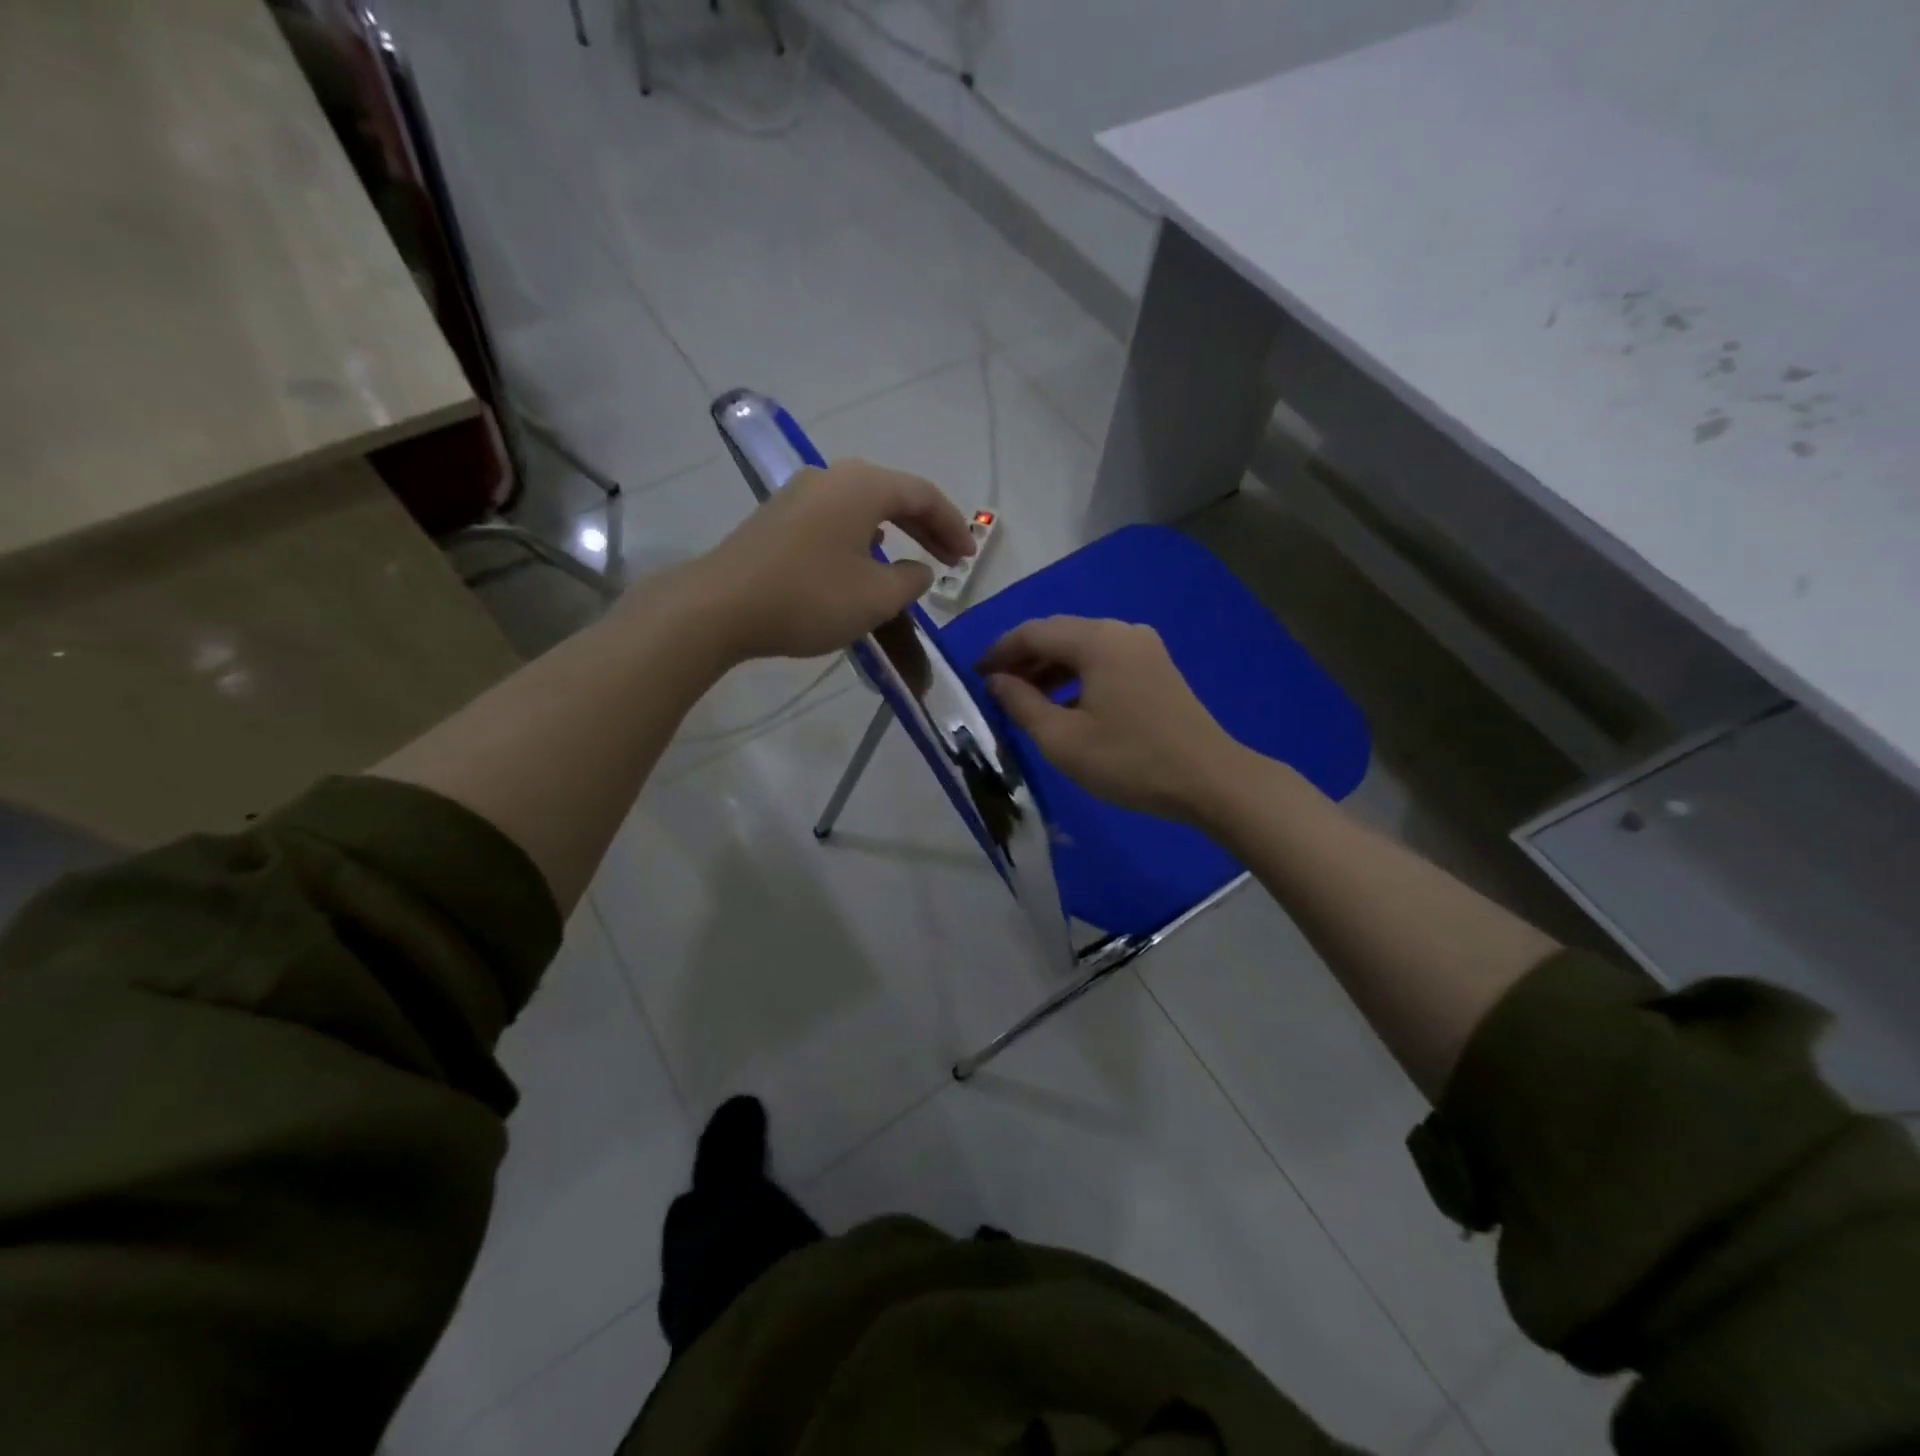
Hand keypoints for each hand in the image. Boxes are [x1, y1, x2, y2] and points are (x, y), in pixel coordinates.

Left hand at [692, 459, 973, 660]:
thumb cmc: (809, 597)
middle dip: (926, 527)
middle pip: (892, 494)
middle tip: (951, 558)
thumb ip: (910, 581)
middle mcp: (831, 477)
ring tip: (913, 559)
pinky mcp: (778, 518)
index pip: (922, 495)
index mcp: (861, 486)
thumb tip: (919, 569)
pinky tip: (863, 559)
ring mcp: (799, 495)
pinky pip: (836, 518)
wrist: (719, 607)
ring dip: (894, 531)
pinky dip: (863, 537)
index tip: (969, 557)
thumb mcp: (875, 598)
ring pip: (862, 505)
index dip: (952, 526)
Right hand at [978, 616, 1247, 821]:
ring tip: (1023, 701)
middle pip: (1058, 635)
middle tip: (994, 690)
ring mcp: (1143, 648)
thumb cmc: (1130, 761)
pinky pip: (1103, 661)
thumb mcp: (1063, 739)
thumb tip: (996, 681)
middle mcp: (1121, 631)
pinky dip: (1076, 677)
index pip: (1032, 632)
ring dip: (1049, 670)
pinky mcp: (1156, 668)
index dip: (998, 652)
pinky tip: (1063, 706)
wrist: (1210, 780)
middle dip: (1023, 660)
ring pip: (1081, 648)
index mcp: (1097, 640)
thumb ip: (1021, 704)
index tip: (973, 676)